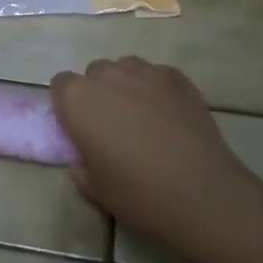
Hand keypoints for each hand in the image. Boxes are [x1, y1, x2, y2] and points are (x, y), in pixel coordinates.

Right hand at [50, 57, 259, 253]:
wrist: (202, 194)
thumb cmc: (139, 194)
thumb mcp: (94, 188)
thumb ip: (79, 163)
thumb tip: (83, 154)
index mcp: (78, 100)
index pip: (60, 85)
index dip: (68, 105)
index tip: (80, 128)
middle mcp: (108, 77)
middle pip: (94, 73)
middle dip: (98, 92)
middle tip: (112, 126)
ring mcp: (145, 72)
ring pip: (125, 68)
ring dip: (125, 85)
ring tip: (141, 117)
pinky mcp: (177, 77)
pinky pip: (155, 74)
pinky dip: (155, 88)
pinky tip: (168, 115)